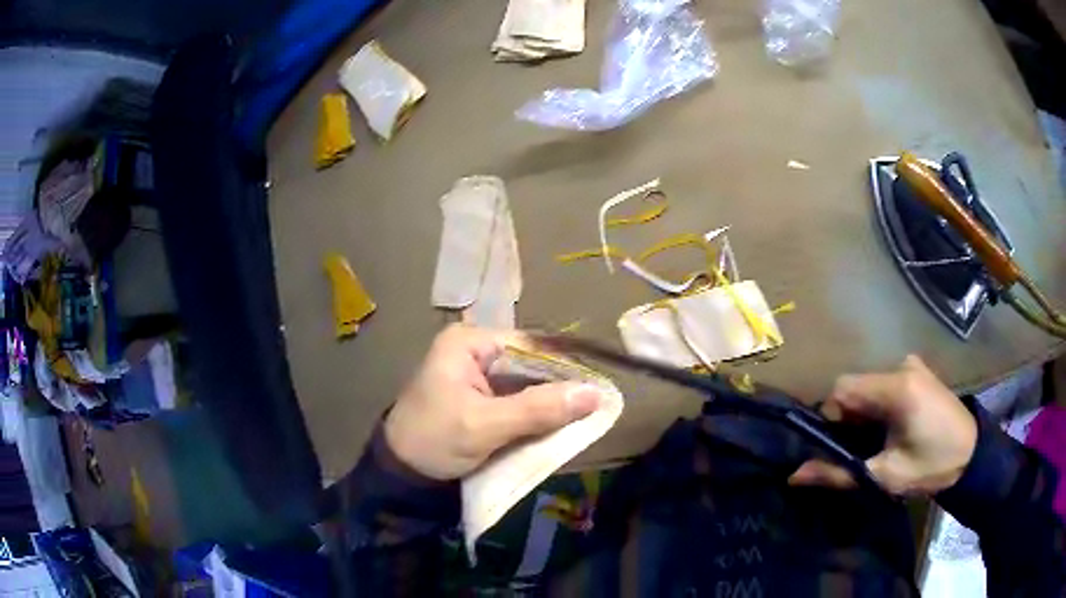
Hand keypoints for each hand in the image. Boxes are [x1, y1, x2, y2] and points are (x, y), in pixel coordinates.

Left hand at [383, 325, 599, 480]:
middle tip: (596, 404)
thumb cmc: (434, 441)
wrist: (401, 475)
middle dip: (558, 386)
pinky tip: (558, 423)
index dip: (565, 366)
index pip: (530, 345)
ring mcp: (476, 375)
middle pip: (529, 363)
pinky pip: (516, 400)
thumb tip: (595, 394)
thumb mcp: (485, 426)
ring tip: (585, 414)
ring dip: (549, 401)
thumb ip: (538, 409)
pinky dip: (535, 413)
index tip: (597, 387)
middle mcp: (473, 351)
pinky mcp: (479, 398)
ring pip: (526, 383)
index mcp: (467, 343)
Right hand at [789, 355, 977, 495]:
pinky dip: (879, 405)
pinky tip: (893, 427)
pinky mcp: (919, 371)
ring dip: (864, 413)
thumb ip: (839, 473)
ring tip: (878, 442)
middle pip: (856, 386)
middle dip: (849, 419)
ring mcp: (912, 366)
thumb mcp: (884, 477)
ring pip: (870, 386)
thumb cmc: (930, 467)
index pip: (842, 388)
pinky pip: (885, 384)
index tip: (839, 447)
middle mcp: (901, 366)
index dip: (831, 417)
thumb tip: (794, 475)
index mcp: (896, 388)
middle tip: (859, 449)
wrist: (971, 455)